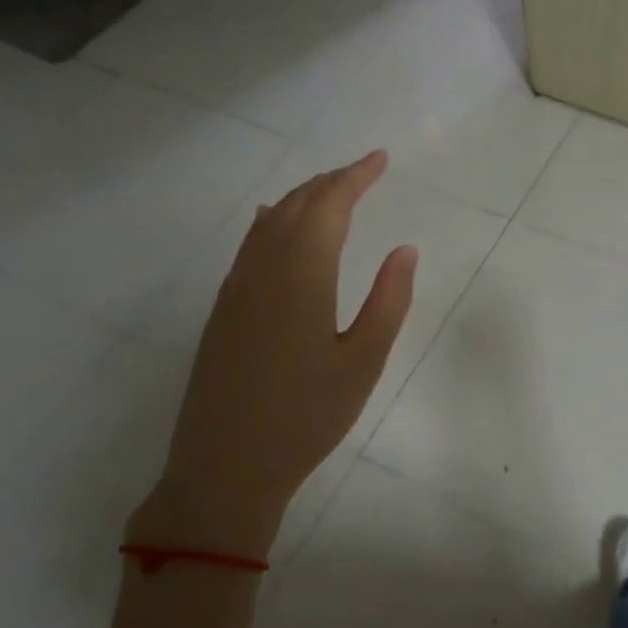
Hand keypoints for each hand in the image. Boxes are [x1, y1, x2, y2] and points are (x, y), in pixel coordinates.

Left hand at [127, 151, 416, 559]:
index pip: (329, 206)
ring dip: (302, 198)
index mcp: (302, 275)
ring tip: (330, 192)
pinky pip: (250, 245)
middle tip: (363, 172)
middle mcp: (263, 269)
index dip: (355, 177)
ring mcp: (236, 289)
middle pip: (297, 205)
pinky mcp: (222, 310)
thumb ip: (388, 301)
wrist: (226, 467)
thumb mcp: (363, 362)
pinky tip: (277, 224)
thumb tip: (405, 250)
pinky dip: (273, 222)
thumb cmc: (307, 416)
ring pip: (269, 222)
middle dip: (331, 181)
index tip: (380, 159)